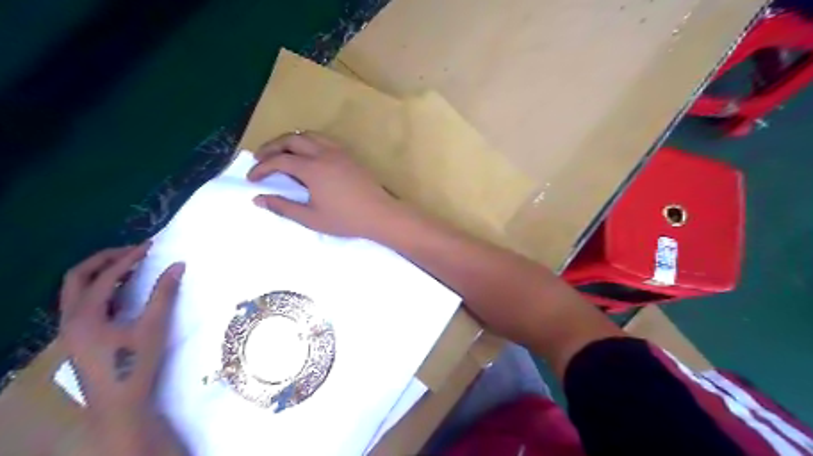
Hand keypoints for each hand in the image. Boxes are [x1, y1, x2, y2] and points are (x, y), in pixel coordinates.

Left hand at [58, 243, 185, 419]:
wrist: (120, 402)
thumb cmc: (135, 363)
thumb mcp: (154, 326)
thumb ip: (164, 293)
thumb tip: (178, 265)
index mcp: (85, 315)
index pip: (105, 276)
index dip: (128, 258)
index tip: (150, 247)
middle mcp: (71, 318)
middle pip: (77, 277)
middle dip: (104, 260)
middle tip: (133, 252)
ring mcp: (71, 329)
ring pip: (77, 291)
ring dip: (101, 274)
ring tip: (130, 267)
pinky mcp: (79, 337)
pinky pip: (84, 303)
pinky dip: (102, 290)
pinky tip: (124, 292)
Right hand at [244, 130, 402, 237]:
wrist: (380, 214)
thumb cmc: (346, 219)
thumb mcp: (311, 218)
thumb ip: (283, 207)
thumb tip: (258, 199)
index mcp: (312, 169)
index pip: (279, 161)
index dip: (261, 168)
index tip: (252, 179)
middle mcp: (323, 153)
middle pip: (290, 140)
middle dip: (271, 147)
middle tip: (260, 159)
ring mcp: (338, 152)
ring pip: (308, 135)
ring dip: (290, 141)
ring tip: (281, 153)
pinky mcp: (348, 155)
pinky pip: (323, 139)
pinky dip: (308, 141)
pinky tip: (307, 155)